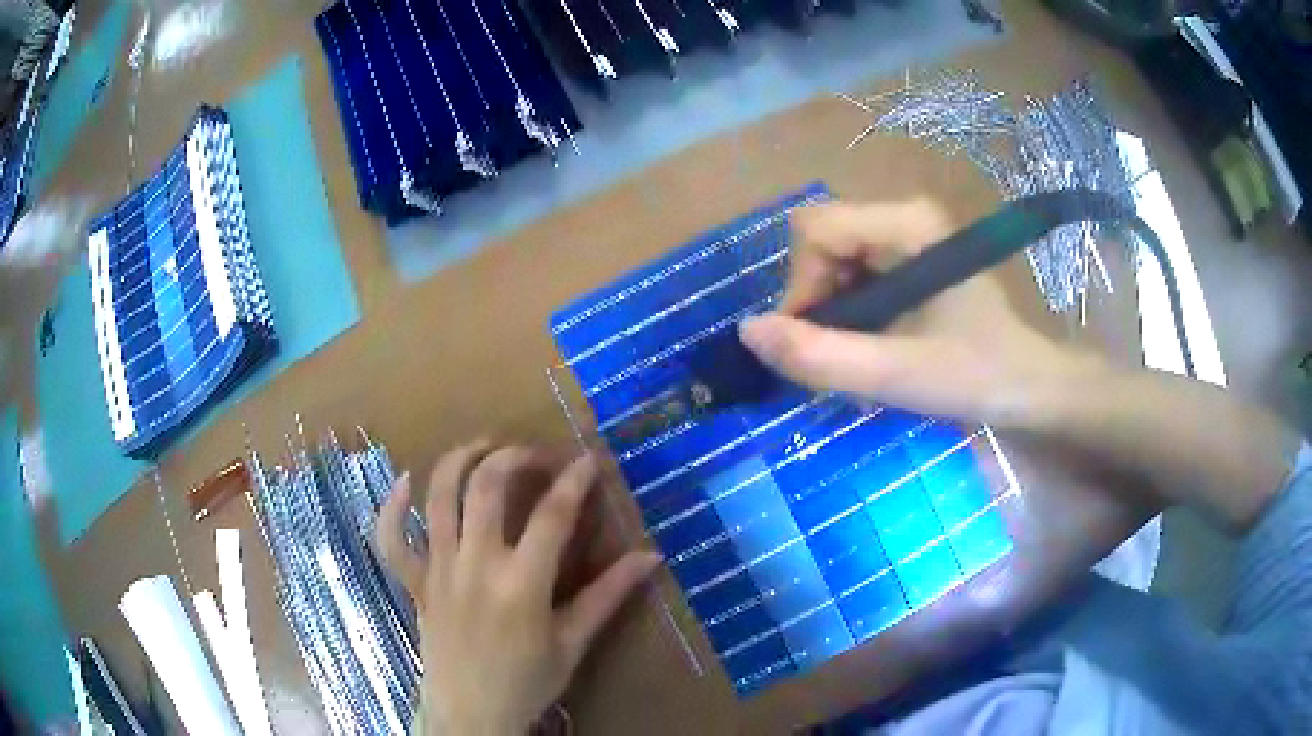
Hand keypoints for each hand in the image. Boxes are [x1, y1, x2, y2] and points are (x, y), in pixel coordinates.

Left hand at [376, 442, 661, 734]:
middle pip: (486, 487)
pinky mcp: (415, 582)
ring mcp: (438, 570)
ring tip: (482, 447)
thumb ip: (608, 596)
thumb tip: (650, 557)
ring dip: (459, 460)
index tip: (588, 461)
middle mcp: (475, 565)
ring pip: (438, 497)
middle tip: (533, 454)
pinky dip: (392, 507)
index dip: (573, 481)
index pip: (552, 515)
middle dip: (513, 457)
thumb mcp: (573, 642)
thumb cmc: (527, 682)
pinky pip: (391, 538)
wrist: (470, 714)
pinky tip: (404, 484)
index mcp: (521, 584)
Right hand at [739, 199, 1099, 425]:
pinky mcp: (913, 259)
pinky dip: (848, 311)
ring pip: (835, 259)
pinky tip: (870, 344)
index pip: (814, 231)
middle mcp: (903, 216)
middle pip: (822, 242)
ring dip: (830, 311)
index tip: (813, 343)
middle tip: (836, 356)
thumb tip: (747, 332)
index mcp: (906, 224)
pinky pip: (856, 273)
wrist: (1031, 387)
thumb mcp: (894, 374)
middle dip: (815, 302)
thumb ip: (819, 357)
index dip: (799, 287)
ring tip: (855, 356)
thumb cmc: (975, 376)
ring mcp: (909, 237)